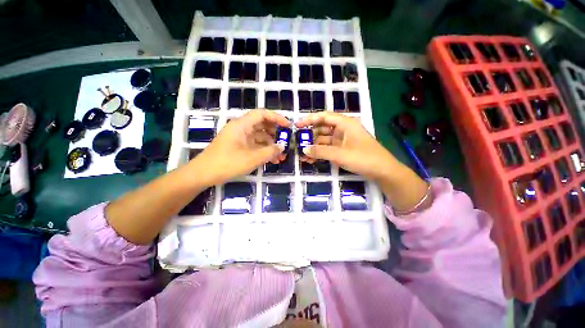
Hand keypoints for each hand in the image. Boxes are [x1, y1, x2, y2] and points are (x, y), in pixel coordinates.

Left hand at [192, 110, 289, 185]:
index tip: (288, 126)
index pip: (262, 114)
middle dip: (275, 133)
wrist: (203, 174)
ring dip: (271, 145)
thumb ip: (270, 151)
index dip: (277, 118)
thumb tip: (282, 146)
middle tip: (286, 141)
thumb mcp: (252, 158)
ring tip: (281, 156)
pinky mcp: (239, 147)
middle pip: (262, 125)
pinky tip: (272, 160)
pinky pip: (255, 145)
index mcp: (242, 125)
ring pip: (259, 137)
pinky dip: (263, 151)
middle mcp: (241, 128)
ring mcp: (240, 138)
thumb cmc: (227, 163)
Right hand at [297, 112, 429, 211]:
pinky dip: (320, 153)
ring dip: (314, 147)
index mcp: (345, 124)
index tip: (297, 125)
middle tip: (297, 143)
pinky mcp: (343, 149)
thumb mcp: (340, 154)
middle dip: (310, 136)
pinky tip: (311, 159)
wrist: (383, 171)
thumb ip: (321, 151)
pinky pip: (328, 148)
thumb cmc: (364, 158)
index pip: (324, 117)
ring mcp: (343, 140)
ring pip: (324, 140)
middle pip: (322, 128)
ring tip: (303, 155)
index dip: (310, 119)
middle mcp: (343, 129)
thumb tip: (304, 149)